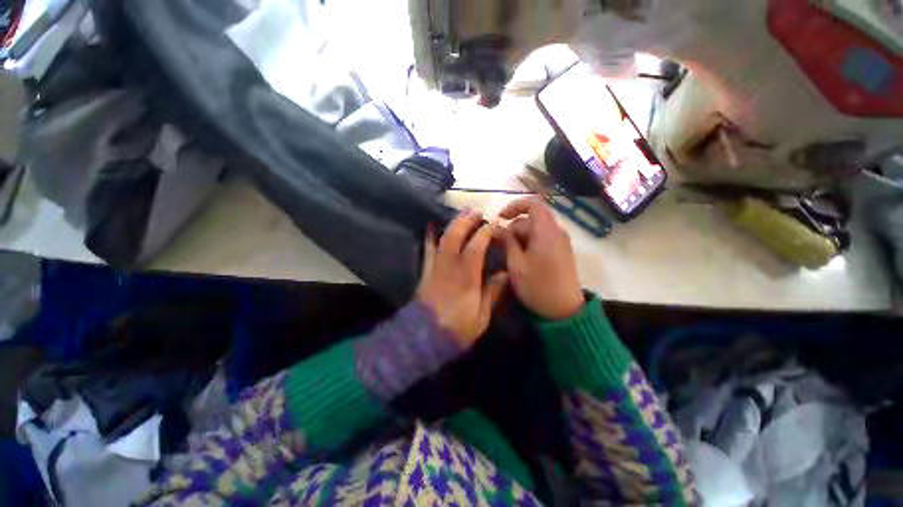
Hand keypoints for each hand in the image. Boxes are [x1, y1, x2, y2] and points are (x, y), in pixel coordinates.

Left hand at [417, 211, 509, 348]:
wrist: (425, 337)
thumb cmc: (457, 329)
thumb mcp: (482, 317)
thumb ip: (493, 293)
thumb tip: (504, 274)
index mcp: (466, 278)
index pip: (475, 248)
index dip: (484, 233)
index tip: (493, 223)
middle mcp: (449, 267)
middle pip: (455, 237)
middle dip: (466, 221)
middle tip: (477, 211)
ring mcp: (435, 267)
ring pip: (442, 239)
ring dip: (453, 224)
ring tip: (462, 213)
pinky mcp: (425, 271)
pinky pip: (427, 250)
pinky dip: (430, 236)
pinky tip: (432, 226)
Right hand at [496, 197, 584, 320]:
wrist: (564, 311)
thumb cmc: (537, 286)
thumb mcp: (516, 263)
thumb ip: (506, 241)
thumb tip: (497, 227)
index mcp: (546, 231)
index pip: (532, 203)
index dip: (514, 206)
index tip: (500, 219)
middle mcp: (556, 231)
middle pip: (531, 219)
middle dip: (513, 230)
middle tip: (500, 247)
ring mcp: (560, 242)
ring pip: (535, 231)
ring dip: (519, 239)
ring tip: (509, 257)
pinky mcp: (561, 252)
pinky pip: (542, 240)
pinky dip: (528, 245)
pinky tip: (521, 260)